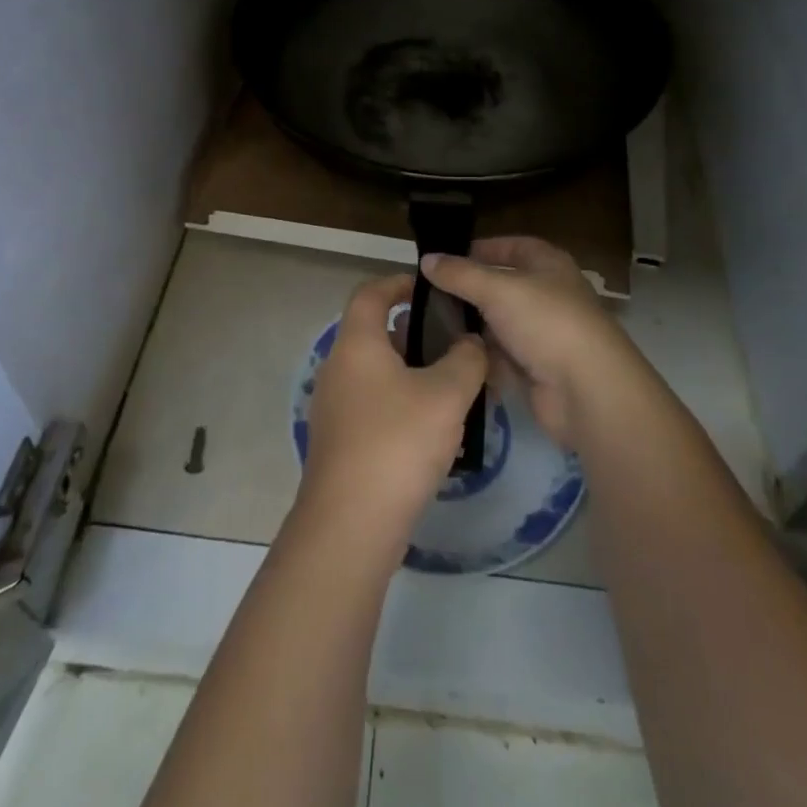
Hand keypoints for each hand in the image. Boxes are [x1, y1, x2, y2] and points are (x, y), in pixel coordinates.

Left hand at [299, 273, 488, 535]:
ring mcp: (335, 407)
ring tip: (453, 386)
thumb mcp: (446, 395)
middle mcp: (338, 368)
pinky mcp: (340, 442)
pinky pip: (373, 404)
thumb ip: (466, 360)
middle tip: (454, 343)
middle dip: (415, 333)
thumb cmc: (398, 443)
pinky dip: (400, 402)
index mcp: (357, 344)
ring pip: (376, 372)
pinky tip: (433, 429)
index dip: (399, 282)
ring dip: (411, 371)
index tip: (431, 289)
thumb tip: (471, 343)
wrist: (350, 524)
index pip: (371, 292)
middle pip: (374, 333)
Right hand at [420, 237, 636, 448]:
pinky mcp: (536, 369)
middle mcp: (547, 295)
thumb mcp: (497, 289)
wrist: (587, 390)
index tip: (447, 257)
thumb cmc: (546, 322)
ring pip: (498, 324)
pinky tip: (450, 358)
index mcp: (548, 265)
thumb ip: (460, 274)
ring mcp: (543, 334)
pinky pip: (501, 357)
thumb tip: (427, 259)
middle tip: (428, 296)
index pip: (513, 246)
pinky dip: (481, 358)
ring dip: (471, 328)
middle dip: (468, 292)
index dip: (482, 248)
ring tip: (429, 328)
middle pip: (501, 287)